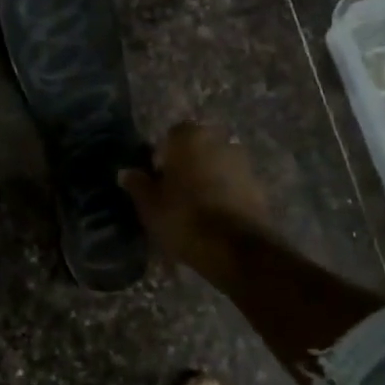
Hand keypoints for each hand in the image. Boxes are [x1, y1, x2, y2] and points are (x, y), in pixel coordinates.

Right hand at [118, 122, 273, 286]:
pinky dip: (225, 193)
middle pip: (198, 148)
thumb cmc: (183, 218)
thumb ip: (138, 184)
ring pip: (217, 164)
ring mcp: (243, 162)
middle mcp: (219, 141)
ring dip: (208, 178)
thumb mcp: (149, 205)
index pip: (171, 135)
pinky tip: (215, 216)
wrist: (235, 249)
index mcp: (189, 137)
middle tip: (175, 191)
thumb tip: (126, 172)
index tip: (157, 177)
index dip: (162, 155)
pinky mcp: (259, 186)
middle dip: (188, 164)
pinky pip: (234, 183)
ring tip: (196, 206)